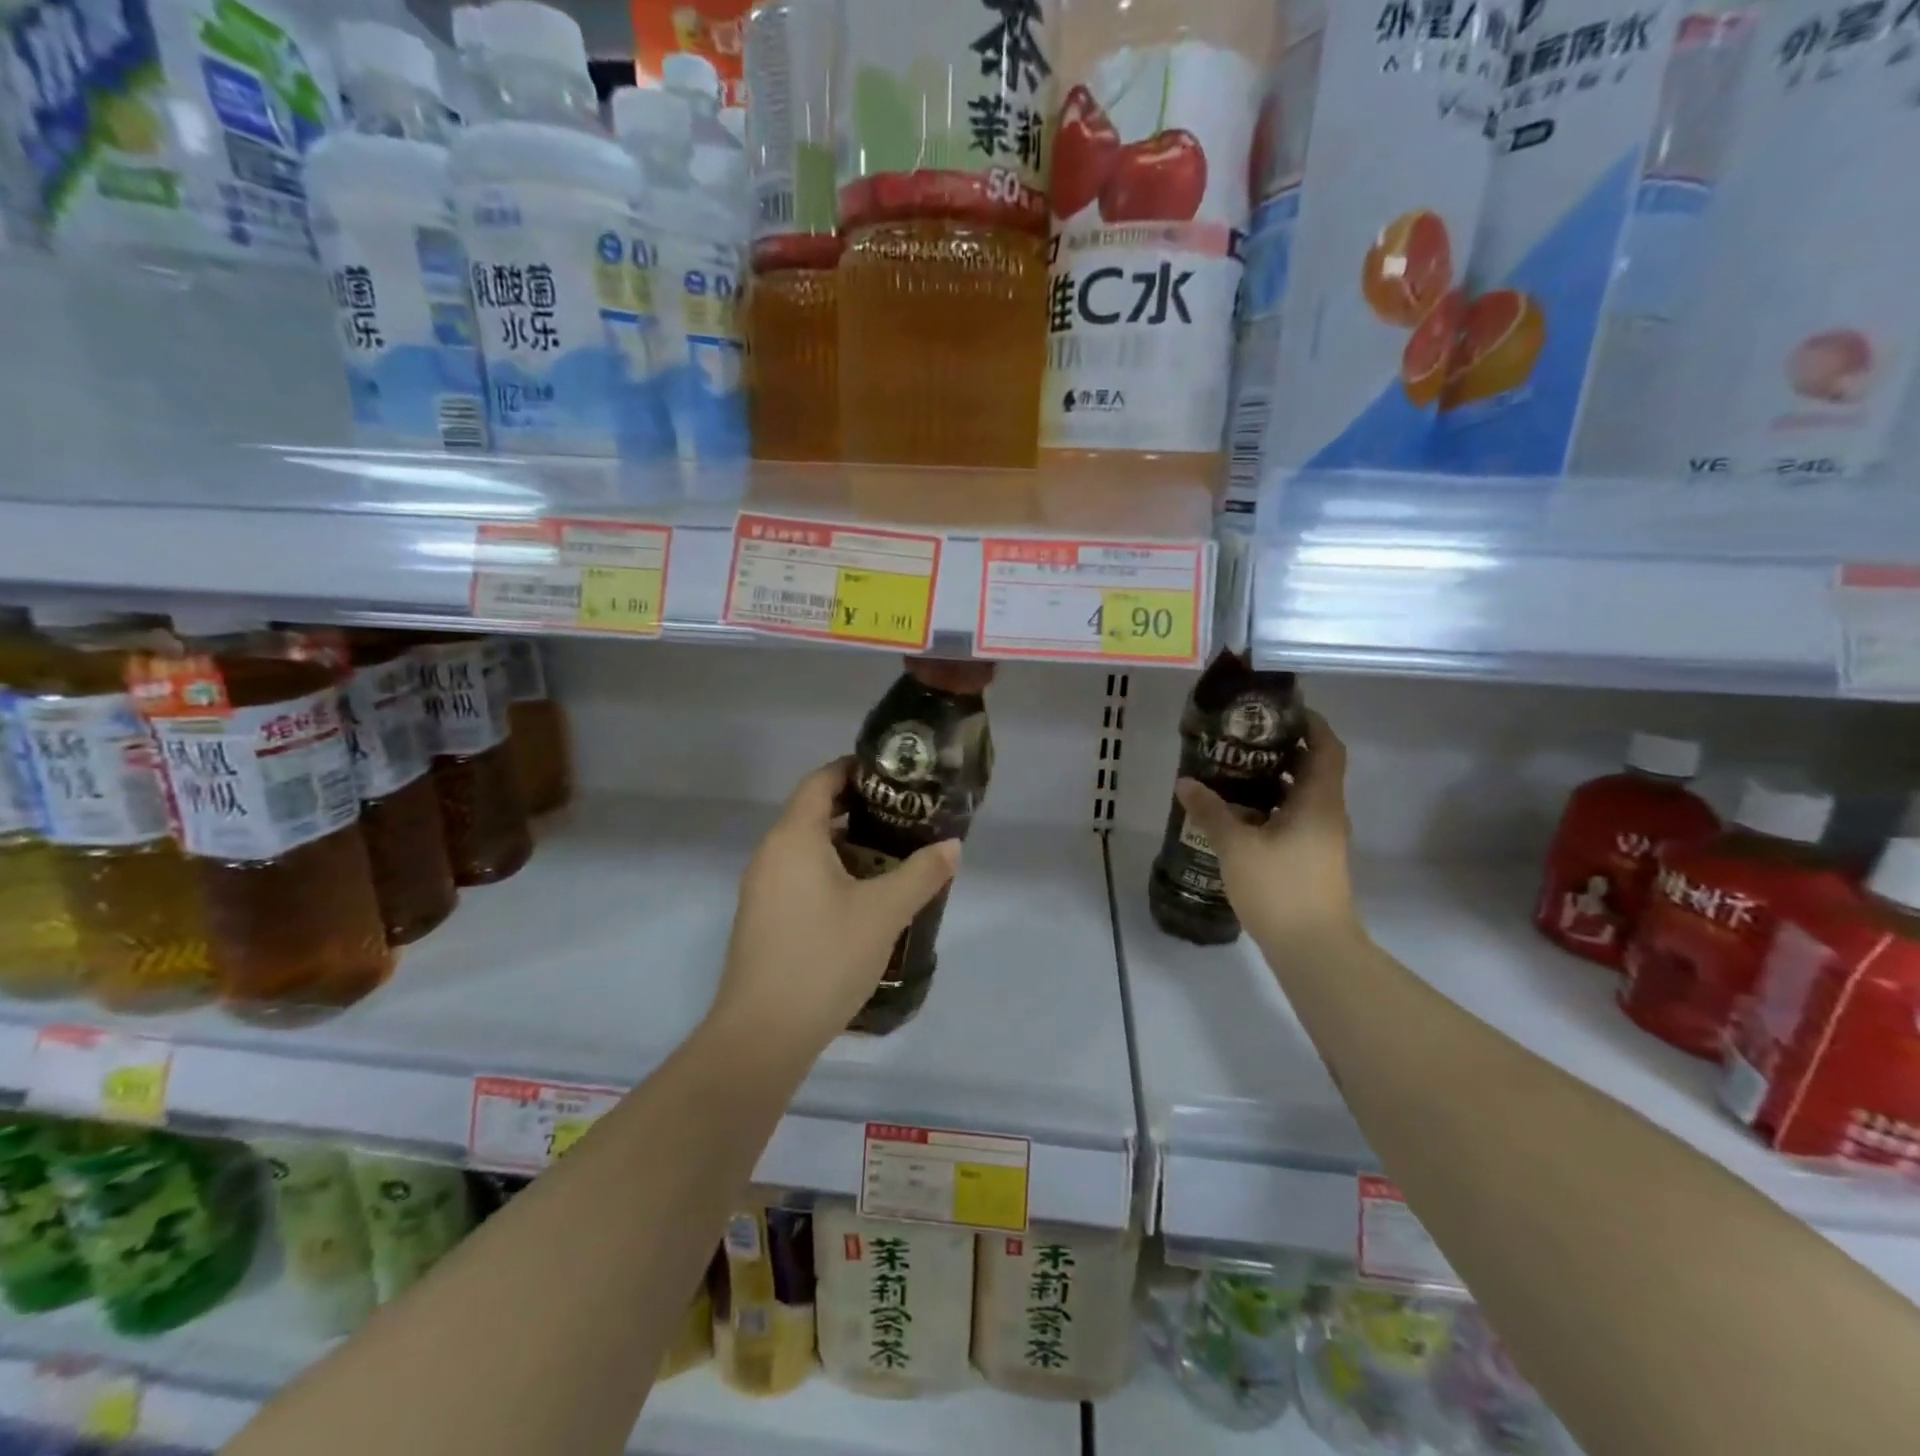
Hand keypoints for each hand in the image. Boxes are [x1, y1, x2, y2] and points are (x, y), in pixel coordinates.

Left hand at [712, 758, 960, 1052]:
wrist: (762, 1034)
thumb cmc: (824, 958)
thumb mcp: (884, 913)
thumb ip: (922, 873)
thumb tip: (952, 845)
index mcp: (794, 838)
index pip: (821, 781)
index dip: (855, 769)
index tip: (893, 775)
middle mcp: (771, 854)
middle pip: (814, 813)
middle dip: (859, 810)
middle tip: (904, 818)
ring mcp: (761, 888)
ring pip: (808, 849)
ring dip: (847, 846)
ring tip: (892, 858)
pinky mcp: (762, 918)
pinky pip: (799, 877)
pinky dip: (831, 873)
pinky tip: (862, 900)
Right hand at [1176, 710, 1363, 949]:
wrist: (1313, 949)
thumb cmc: (1280, 888)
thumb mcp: (1236, 846)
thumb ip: (1210, 811)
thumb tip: (1185, 782)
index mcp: (1319, 801)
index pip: (1326, 747)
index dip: (1309, 723)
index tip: (1278, 712)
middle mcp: (1326, 814)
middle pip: (1313, 768)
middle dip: (1281, 750)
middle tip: (1240, 740)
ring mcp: (1322, 839)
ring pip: (1301, 796)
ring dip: (1273, 781)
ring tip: (1231, 773)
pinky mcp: (1312, 859)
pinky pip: (1293, 818)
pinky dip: (1270, 808)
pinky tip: (1237, 815)